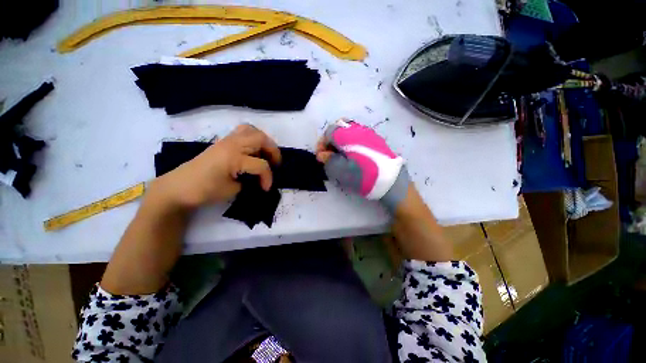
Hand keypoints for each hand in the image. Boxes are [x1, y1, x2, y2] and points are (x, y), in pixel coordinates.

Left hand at [149, 124, 280, 210]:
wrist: (178, 187)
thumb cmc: (204, 191)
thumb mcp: (233, 190)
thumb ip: (250, 181)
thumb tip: (259, 178)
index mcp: (234, 158)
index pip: (261, 165)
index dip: (268, 178)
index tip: (266, 188)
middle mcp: (232, 144)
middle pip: (261, 139)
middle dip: (273, 152)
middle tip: (275, 164)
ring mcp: (227, 140)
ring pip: (252, 130)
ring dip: (264, 141)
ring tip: (266, 154)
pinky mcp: (223, 142)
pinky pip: (243, 132)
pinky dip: (253, 138)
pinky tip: (253, 150)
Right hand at [316, 119, 409, 210]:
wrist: (392, 182)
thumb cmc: (363, 176)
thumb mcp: (340, 171)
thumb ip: (328, 160)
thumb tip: (322, 154)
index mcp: (348, 135)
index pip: (329, 132)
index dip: (322, 144)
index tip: (321, 157)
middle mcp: (358, 129)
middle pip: (339, 127)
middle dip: (331, 140)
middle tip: (330, 155)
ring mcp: (369, 134)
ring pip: (349, 131)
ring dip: (341, 141)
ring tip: (341, 156)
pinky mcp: (376, 140)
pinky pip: (359, 136)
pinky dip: (351, 143)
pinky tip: (353, 156)